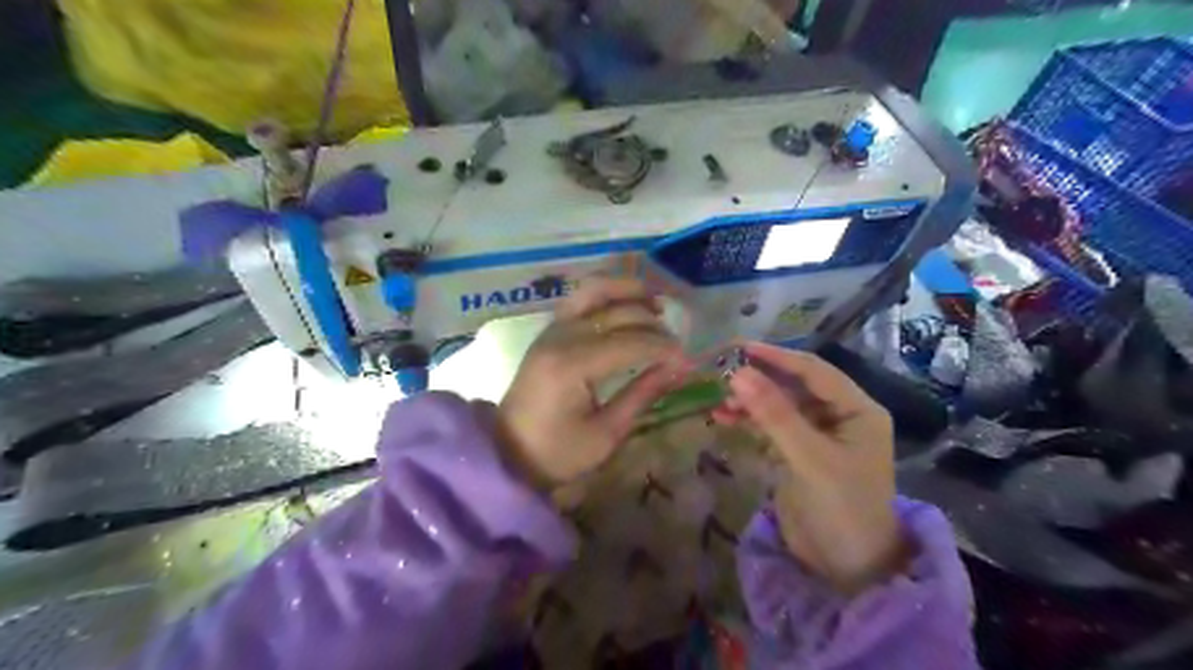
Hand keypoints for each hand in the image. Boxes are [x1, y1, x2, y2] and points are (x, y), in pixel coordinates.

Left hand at [501, 277, 691, 491]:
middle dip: (654, 325)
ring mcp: (551, 330)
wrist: (507, 453)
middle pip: (618, 314)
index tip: (689, 360)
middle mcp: (560, 338)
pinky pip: (580, 299)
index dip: (664, 349)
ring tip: (656, 302)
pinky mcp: (548, 332)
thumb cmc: (556, 453)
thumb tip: (678, 368)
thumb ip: (642, 394)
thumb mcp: (605, 434)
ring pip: (595, 291)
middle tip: (677, 344)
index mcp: (572, 366)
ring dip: (628, 291)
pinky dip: (607, 294)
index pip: (631, 343)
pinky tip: (627, 303)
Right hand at [706, 342, 905, 593]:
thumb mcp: (809, 458)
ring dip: (751, 400)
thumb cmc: (841, 508)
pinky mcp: (799, 453)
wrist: (846, 568)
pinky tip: (724, 417)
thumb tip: (737, 373)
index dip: (777, 357)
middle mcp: (839, 416)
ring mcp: (818, 435)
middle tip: (721, 371)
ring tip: (719, 399)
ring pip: (779, 405)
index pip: (814, 371)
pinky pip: (771, 426)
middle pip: (794, 386)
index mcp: (857, 410)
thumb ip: (774, 415)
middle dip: (759, 379)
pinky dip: (749, 421)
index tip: (739, 347)